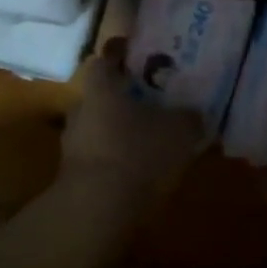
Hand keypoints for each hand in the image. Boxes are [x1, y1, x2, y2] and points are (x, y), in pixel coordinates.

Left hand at [59, 56, 205, 211]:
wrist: (96, 212)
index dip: (118, 56)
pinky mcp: (73, 179)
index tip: (135, 56)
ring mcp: (72, 147)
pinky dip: (116, 162)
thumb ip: (188, 117)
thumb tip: (194, 113)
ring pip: (98, 130)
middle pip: (100, 97)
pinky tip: (139, 172)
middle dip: (122, 100)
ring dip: (118, 134)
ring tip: (148, 141)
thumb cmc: (137, 153)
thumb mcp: (178, 131)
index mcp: (101, 89)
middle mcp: (80, 112)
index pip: (103, 61)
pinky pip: (98, 160)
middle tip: (150, 102)